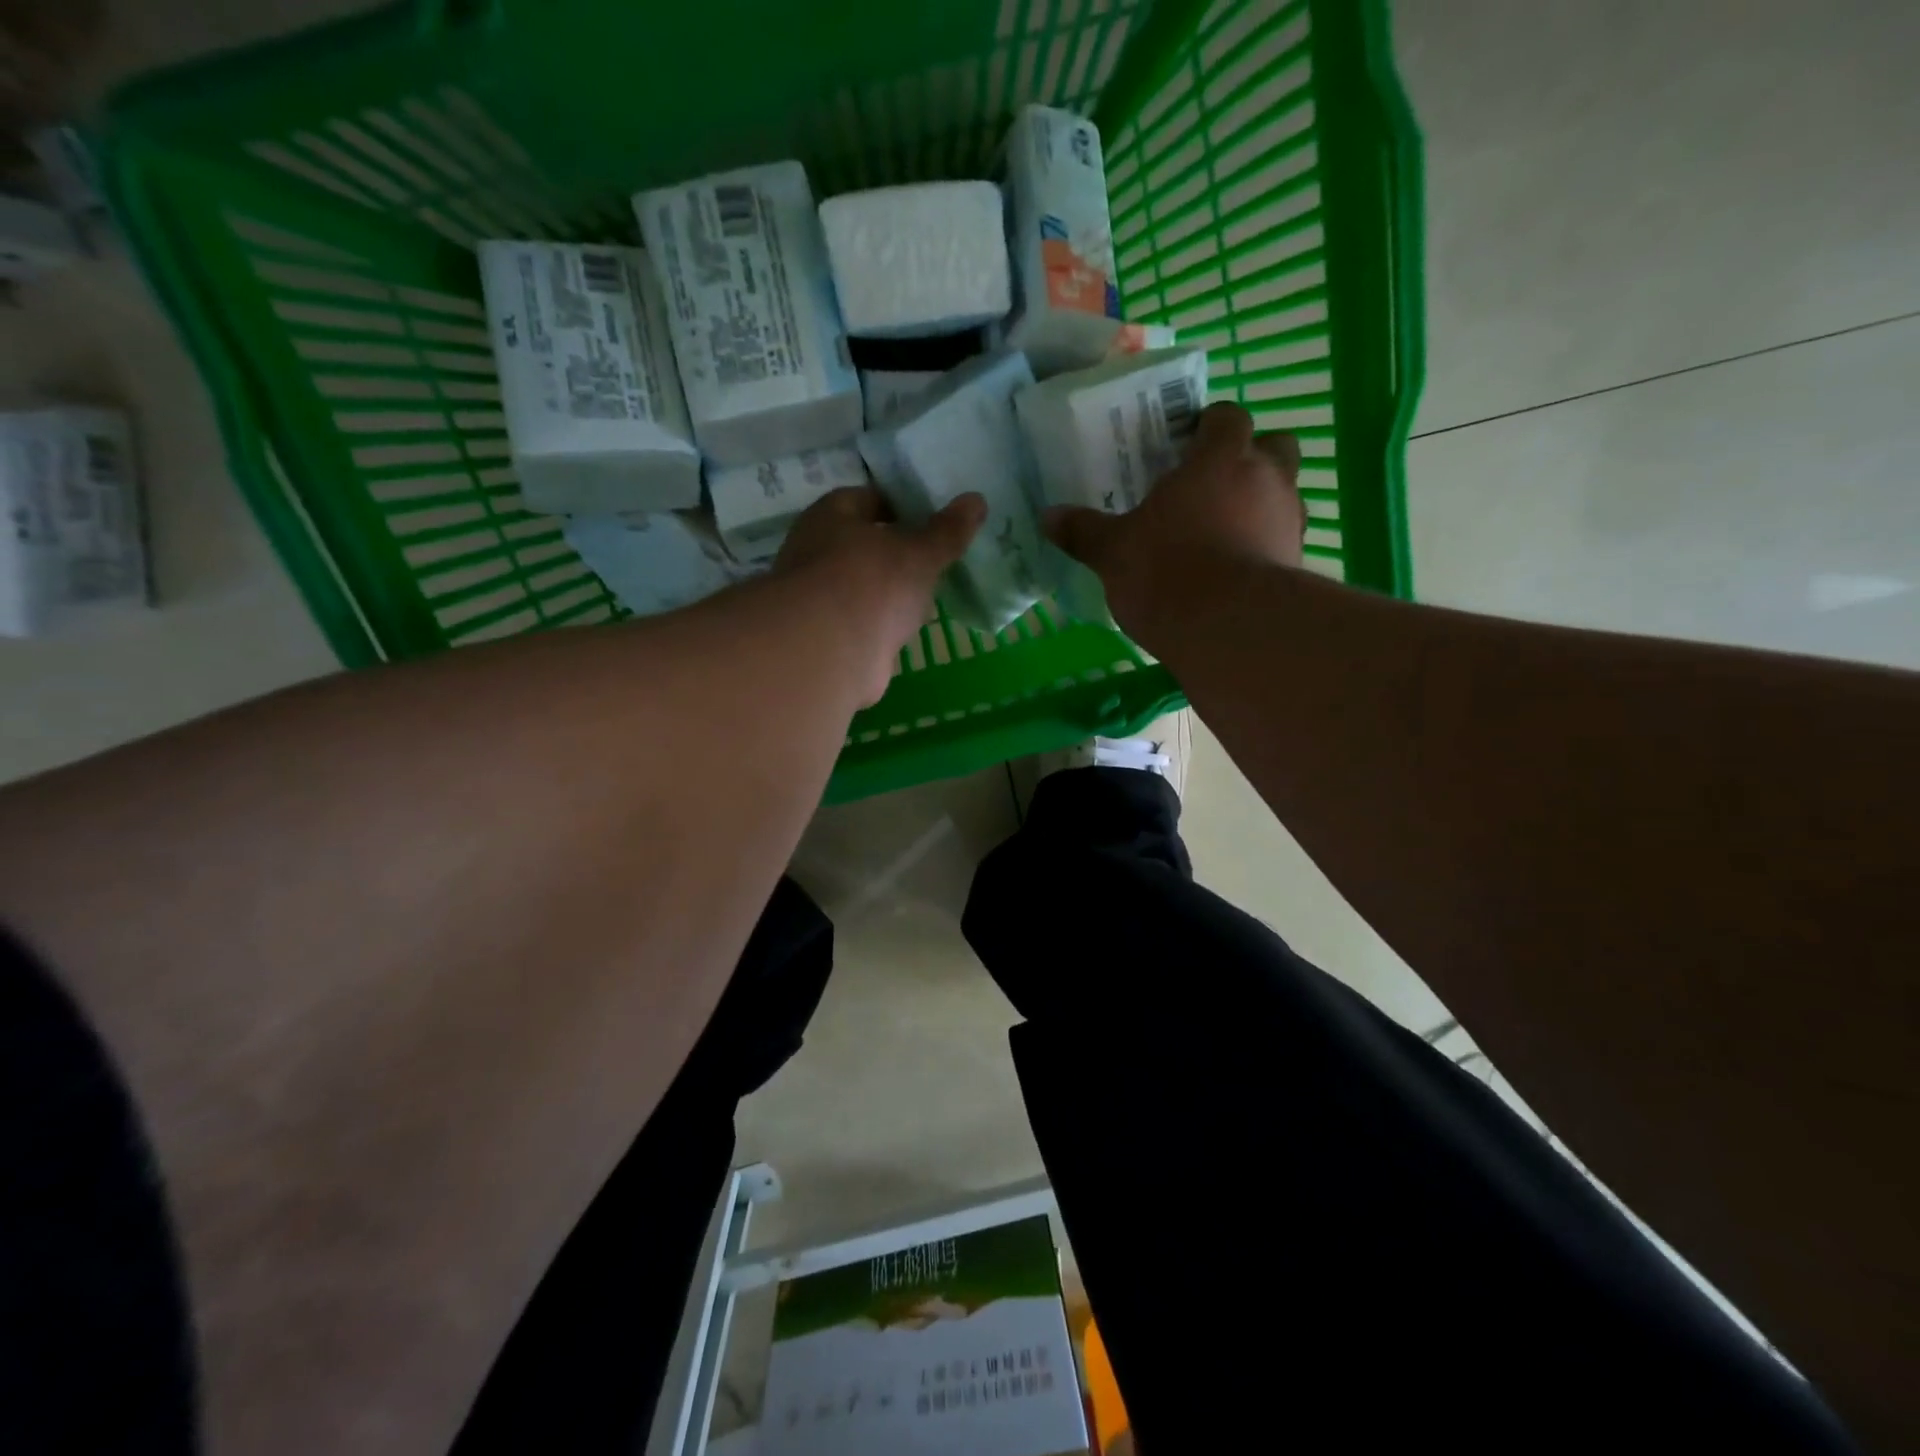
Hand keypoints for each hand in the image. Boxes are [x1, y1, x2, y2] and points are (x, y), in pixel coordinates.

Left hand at [775, 485, 985, 703]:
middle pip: (863, 544)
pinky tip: (905, 628)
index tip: (934, 518)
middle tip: (935, 557)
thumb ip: (947, 531)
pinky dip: (880, 623)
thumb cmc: (871, 584)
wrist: (829, 655)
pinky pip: (861, 621)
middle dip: (895, 551)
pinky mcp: (826, 636)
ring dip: (887, 590)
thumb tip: (976, 500)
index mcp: (831, 515)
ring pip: (861, 585)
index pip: (869, 498)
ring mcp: (817, 598)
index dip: (902, 505)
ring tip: (927, 593)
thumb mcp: (919, 553)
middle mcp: (815, 551)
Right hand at [1043, 401, 1303, 634]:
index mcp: (1220, 459)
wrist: (1227, 628)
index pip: (1227, 417)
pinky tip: (1236, 571)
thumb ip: (1084, 531)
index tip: (1186, 445)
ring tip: (1224, 532)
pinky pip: (1283, 540)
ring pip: (1285, 494)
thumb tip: (1048, 516)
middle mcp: (1266, 478)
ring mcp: (1288, 520)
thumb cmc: (1166, 570)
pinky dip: (1264, 546)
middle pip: (1275, 445)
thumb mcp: (1113, 552)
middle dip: (1251, 456)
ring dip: (1261, 503)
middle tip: (1214, 483)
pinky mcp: (1297, 563)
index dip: (1209, 426)